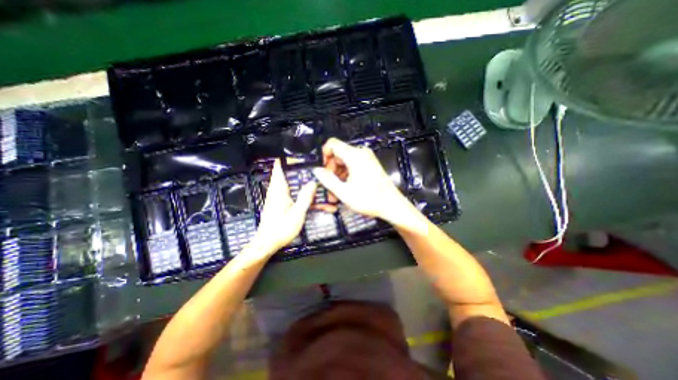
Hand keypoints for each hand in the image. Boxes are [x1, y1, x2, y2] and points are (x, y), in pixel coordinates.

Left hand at [251, 158, 317, 255]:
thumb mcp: (297, 213)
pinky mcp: (280, 205)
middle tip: (315, 169)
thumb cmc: (280, 229)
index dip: (288, 159)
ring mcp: (278, 198)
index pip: (279, 167)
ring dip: (304, 184)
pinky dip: (302, 195)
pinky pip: (292, 194)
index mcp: (279, 189)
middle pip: (288, 174)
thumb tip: (313, 182)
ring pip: (292, 185)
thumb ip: (305, 197)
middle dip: (301, 171)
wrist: (267, 244)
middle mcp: (277, 191)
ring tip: (318, 185)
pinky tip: (315, 201)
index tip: (301, 156)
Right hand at [310, 137, 412, 224]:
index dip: (324, 155)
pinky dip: (346, 175)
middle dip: (331, 170)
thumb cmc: (371, 199)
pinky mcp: (369, 165)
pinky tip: (344, 188)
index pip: (332, 144)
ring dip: (338, 175)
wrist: (391, 205)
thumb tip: (317, 171)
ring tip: (336, 192)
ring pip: (344, 162)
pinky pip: (352, 165)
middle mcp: (361, 154)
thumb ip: (327, 180)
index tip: (322, 169)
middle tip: (328, 185)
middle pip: (338, 155)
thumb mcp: (344, 192)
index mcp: (355, 156)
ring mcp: (366, 159)